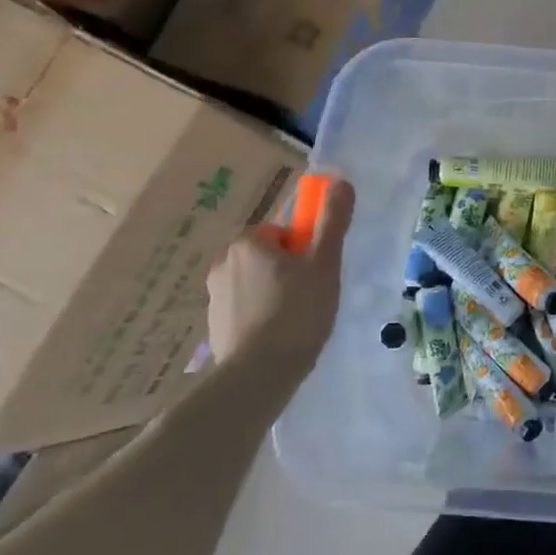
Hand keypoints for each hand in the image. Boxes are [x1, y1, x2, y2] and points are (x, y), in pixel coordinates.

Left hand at [206, 178, 355, 374]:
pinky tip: (279, 338)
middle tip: (312, 298)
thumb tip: (341, 181)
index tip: (317, 275)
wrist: (259, 374)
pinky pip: (245, 311)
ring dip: (275, 296)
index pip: (282, 235)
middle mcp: (223, 264)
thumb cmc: (297, 311)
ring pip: (256, 285)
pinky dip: (261, 319)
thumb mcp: (324, 263)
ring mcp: (214, 297)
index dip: (304, 252)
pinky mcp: (213, 326)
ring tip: (297, 323)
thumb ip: (332, 221)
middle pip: (268, 258)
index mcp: (247, 244)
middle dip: (289, 274)